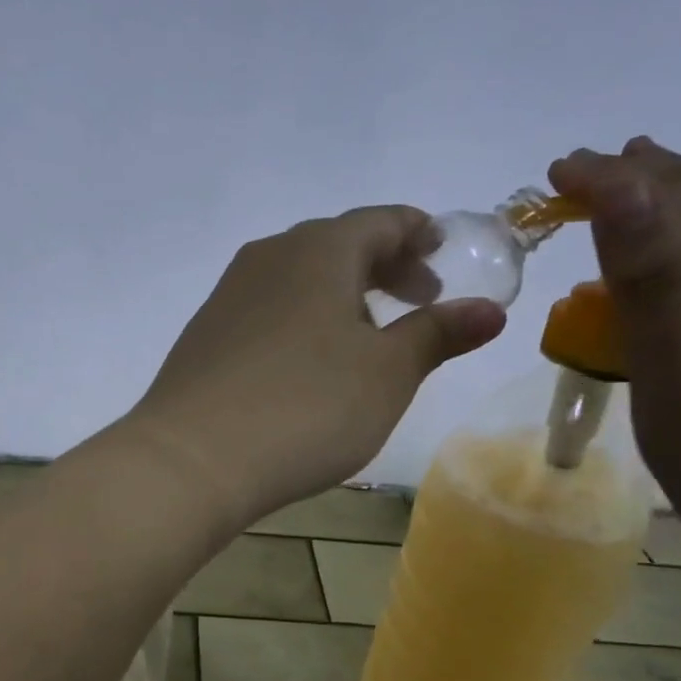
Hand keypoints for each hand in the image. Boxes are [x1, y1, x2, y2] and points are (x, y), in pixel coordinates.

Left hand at [129, 206, 505, 526]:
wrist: (191, 459)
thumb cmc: (306, 407)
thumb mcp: (387, 374)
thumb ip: (437, 334)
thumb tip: (488, 309)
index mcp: (318, 250)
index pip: (381, 221)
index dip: (419, 233)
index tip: (444, 253)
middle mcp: (268, 257)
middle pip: (337, 244)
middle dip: (384, 266)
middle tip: (419, 298)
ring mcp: (228, 295)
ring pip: (298, 277)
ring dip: (341, 295)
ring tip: (368, 337)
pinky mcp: (204, 334)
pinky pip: (267, 309)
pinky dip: (301, 319)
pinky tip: (307, 364)